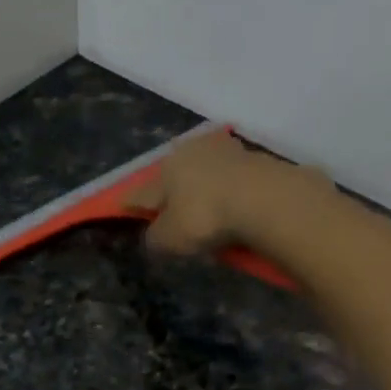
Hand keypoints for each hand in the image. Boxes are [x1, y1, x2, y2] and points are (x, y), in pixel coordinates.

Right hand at [132, 130, 332, 258]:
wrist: (264, 199)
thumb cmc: (204, 217)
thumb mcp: (168, 239)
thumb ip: (154, 238)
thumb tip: (153, 235)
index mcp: (165, 167)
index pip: (141, 191)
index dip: (132, 205)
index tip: (126, 210)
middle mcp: (192, 151)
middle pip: (174, 176)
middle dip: (171, 193)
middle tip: (171, 214)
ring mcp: (225, 151)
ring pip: (204, 174)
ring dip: (202, 189)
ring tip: (203, 210)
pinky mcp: (254, 159)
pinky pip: (230, 180)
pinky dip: (226, 192)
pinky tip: (229, 207)